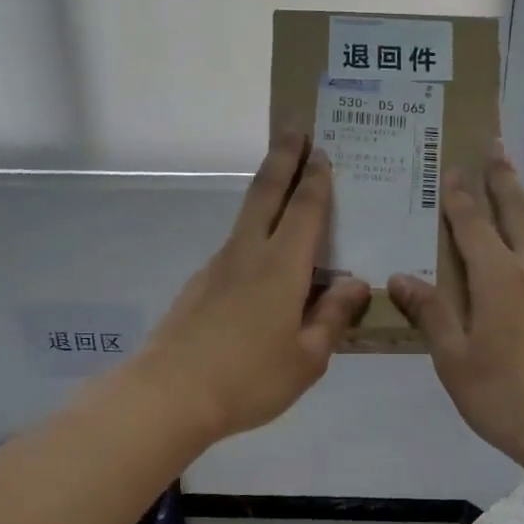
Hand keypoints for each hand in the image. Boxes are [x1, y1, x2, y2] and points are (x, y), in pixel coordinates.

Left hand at [137, 134, 371, 443]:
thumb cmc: (249, 379)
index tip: (321, 149)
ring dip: (265, 192)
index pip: (305, 210)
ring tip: (283, 187)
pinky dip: (253, 237)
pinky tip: (262, 263)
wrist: (169, 395)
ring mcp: (217, 268)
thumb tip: (354, 284)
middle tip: (294, 129)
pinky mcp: (199, 287)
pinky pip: (235, 250)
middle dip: (283, 158)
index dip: (316, 179)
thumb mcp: (307, 358)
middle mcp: (248, 255)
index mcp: (282, 268)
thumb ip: (332, 317)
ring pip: (246, 218)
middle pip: (265, 193)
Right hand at [389, 147, 523, 466]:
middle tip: (495, 147)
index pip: (474, 225)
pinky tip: (521, 249)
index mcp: (499, 278)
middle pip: (517, 213)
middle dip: (503, 179)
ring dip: (519, 202)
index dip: (459, 197)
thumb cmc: (503, 394)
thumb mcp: (454, 358)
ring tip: (508, 184)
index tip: (451, 168)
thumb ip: (430, 313)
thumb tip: (400, 277)